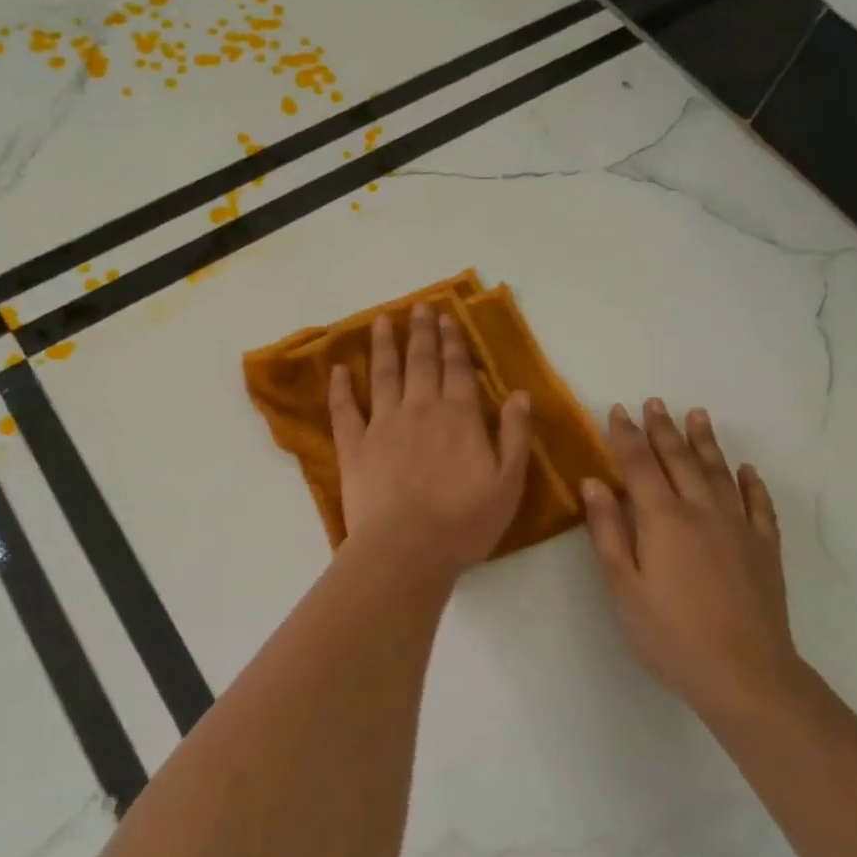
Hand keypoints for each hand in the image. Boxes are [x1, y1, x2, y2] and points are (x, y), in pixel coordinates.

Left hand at [330, 305, 532, 576]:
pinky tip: (337, 370)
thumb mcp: (508, 482)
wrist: (407, 549)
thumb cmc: (464, 521)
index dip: (453, 342)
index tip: (447, 317)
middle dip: (421, 332)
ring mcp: (382, 425)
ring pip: (383, 376)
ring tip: (381, 322)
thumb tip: (520, 394)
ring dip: (383, 346)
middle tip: (419, 308)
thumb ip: (514, 435)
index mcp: (459, 417)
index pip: (457, 370)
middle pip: (420, 362)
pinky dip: (340, 388)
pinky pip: (344, 411)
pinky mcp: (353, 447)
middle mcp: (420, 410)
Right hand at [582, 400, 803, 721]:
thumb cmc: (670, 634)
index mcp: (663, 519)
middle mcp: (702, 511)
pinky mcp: (765, 548)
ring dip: (705, 442)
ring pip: (719, 473)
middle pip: (679, 460)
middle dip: (663, 430)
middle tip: (655, 402)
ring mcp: (738, 527)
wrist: (745, 673)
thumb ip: (608, 531)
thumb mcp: (623, 586)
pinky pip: (759, 505)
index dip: (626, 436)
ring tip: (697, 415)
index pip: (639, 465)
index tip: (617, 411)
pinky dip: (750, 483)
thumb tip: (594, 483)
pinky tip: (746, 470)